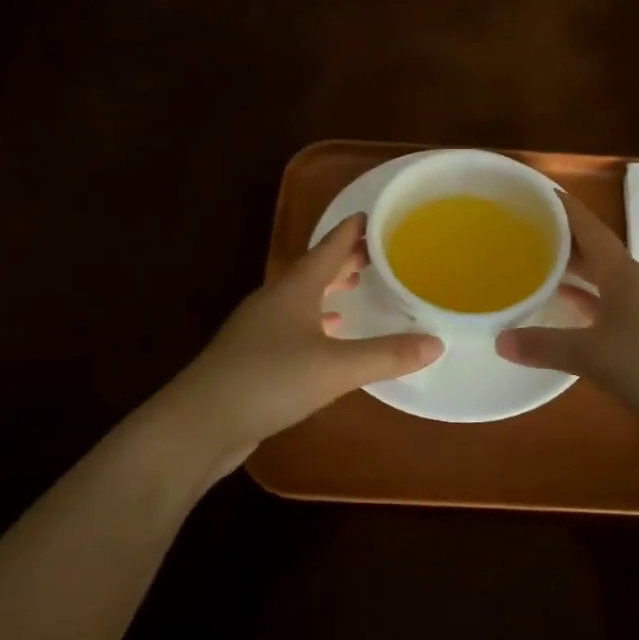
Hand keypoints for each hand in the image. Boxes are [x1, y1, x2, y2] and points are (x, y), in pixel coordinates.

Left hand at [162, 214, 441, 478]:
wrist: (201, 422)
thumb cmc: (269, 380)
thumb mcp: (336, 367)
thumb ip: (387, 354)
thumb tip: (437, 342)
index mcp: (294, 288)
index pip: (328, 247)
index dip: (352, 231)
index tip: (376, 217)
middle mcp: (275, 299)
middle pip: (314, 269)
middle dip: (345, 260)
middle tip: (377, 254)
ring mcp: (259, 328)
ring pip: (302, 298)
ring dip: (329, 290)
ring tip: (355, 288)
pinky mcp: (253, 356)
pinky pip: (294, 326)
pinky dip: (316, 322)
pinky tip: (328, 335)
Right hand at [497, 193, 638, 444]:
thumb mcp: (593, 354)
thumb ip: (546, 345)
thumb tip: (499, 339)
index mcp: (624, 273)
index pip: (590, 228)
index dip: (565, 209)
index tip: (537, 191)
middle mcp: (635, 285)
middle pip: (595, 253)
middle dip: (562, 240)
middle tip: (524, 230)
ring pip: (601, 283)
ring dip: (573, 274)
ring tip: (537, 267)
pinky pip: (607, 311)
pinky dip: (584, 307)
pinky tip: (567, 313)